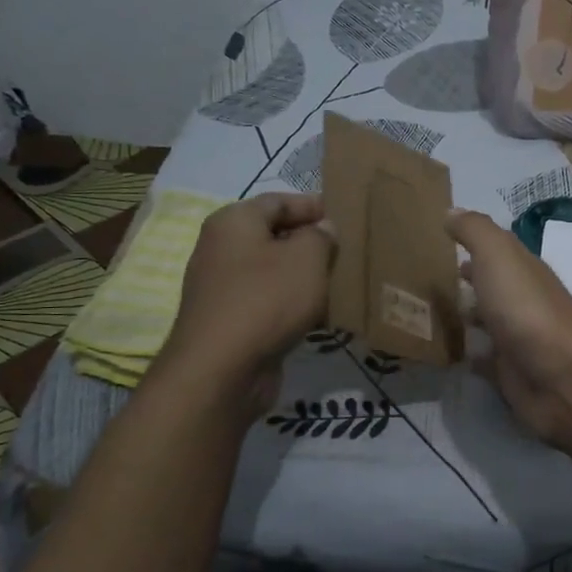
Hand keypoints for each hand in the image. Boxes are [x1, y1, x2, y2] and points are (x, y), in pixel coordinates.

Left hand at [155, 193, 335, 416]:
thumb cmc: (266, 300)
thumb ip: (321, 236)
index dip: (314, 206)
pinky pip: (269, 302)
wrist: (221, 370)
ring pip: (274, 272)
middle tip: (349, 252)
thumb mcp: (307, 258)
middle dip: (312, 243)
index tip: (347, 218)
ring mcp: (223, 287)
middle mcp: (222, 249)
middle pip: (275, 236)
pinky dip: (294, 305)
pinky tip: (322, 316)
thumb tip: (323, 229)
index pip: (279, 200)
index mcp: (234, 222)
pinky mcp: (231, 321)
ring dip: (306, 277)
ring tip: (342, 284)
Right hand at [445, 210, 571, 448]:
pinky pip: (484, 360)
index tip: (435, 241)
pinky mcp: (510, 373)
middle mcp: (521, 301)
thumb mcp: (498, 255)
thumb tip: (451, 211)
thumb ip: (475, 231)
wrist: (561, 376)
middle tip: (422, 279)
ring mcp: (516, 338)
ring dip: (463, 316)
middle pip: (490, 286)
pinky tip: (444, 353)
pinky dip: (467, 355)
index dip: (470, 244)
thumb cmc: (526, 308)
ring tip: (423, 313)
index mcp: (521, 270)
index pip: (495, 251)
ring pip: (485, 322)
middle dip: (464, 280)